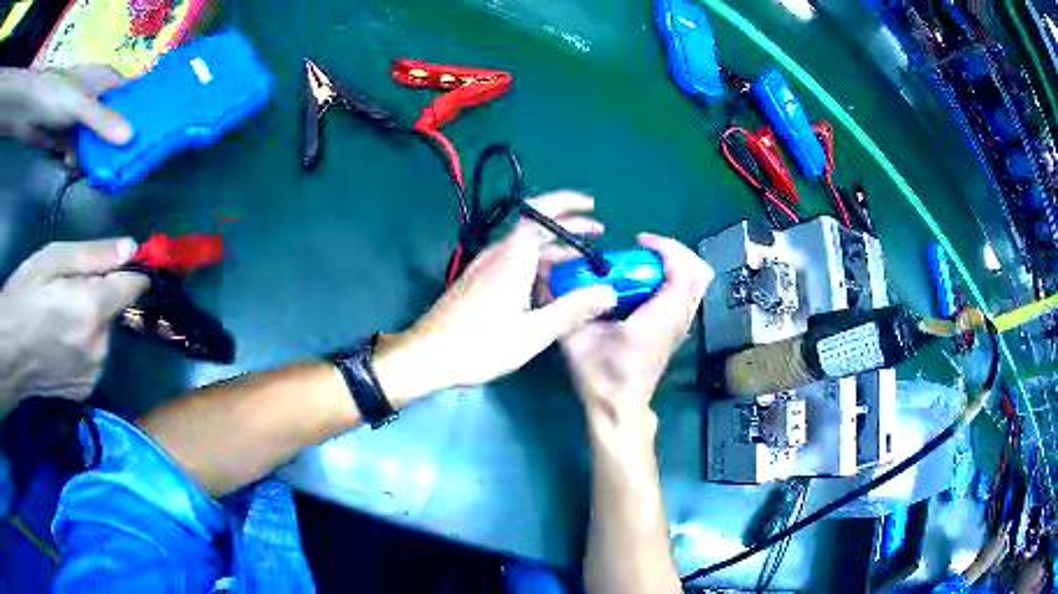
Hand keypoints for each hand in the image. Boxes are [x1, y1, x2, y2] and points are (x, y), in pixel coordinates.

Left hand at [0, 65, 132, 160]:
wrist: (35, 111)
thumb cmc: (59, 95)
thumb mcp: (81, 106)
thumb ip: (102, 121)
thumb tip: (130, 139)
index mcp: (106, 83)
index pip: (130, 95)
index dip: (141, 111)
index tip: (152, 133)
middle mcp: (96, 100)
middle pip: (113, 120)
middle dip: (117, 140)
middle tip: (126, 161)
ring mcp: (79, 119)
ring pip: (93, 139)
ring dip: (93, 155)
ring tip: (97, 171)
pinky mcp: (65, 136)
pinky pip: (76, 150)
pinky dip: (75, 160)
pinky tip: (71, 165)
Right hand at [0, 239, 148, 411]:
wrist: (9, 353)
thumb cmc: (24, 296)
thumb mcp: (53, 260)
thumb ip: (94, 255)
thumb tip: (131, 248)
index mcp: (92, 311)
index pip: (131, 288)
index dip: (133, 272)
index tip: (133, 263)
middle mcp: (98, 348)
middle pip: (113, 311)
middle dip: (99, 297)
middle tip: (69, 292)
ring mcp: (92, 374)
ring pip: (103, 335)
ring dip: (90, 323)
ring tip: (59, 319)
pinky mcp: (84, 392)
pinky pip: (93, 358)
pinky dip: (83, 346)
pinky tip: (60, 343)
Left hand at [372, 191, 617, 405]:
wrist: (428, 355)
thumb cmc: (480, 345)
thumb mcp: (532, 333)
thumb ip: (572, 310)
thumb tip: (609, 293)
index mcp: (513, 258)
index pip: (541, 214)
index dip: (567, 204)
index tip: (591, 204)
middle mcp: (499, 254)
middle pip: (537, 228)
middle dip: (570, 227)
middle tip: (599, 234)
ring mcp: (487, 266)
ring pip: (527, 247)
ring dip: (556, 247)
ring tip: (583, 258)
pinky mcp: (480, 280)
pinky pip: (515, 260)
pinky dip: (539, 262)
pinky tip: (551, 282)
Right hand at [559, 234, 711, 422]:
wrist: (620, 408)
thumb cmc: (600, 377)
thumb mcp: (576, 340)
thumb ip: (571, 306)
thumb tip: (557, 274)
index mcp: (656, 321)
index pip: (683, 274)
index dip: (666, 248)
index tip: (638, 243)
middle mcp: (677, 321)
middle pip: (700, 273)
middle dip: (675, 251)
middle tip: (644, 250)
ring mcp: (682, 326)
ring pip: (699, 283)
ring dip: (676, 264)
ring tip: (645, 263)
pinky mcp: (678, 330)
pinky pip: (689, 293)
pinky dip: (675, 277)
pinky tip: (645, 284)